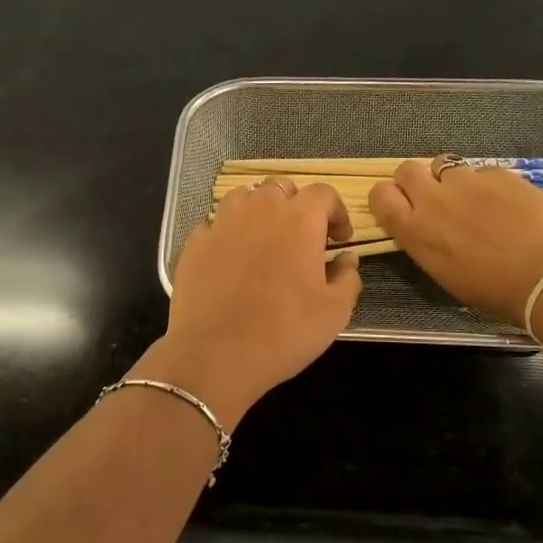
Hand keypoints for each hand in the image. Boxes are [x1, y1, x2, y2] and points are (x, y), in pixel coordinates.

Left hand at [140, 180, 362, 427]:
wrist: (215, 354)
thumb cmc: (285, 331)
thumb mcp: (334, 311)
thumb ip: (347, 277)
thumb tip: (346, 259)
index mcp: (299, 219)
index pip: (323, 194)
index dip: (336, 212)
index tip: (339, 240)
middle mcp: (259, 209)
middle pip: (282, 189)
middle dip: (297, 206)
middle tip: (302, 238)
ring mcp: (221, 222)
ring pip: (244, 198)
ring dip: (259, 211)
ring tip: (264, 240)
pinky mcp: (195, 242)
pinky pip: (215, 224)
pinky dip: (228, 232)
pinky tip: (231, 259)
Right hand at [369, 160, 542, 325]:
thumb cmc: (496, 292)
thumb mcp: (446, 275)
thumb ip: (428, 244)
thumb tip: (430, 232)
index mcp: (415, 231)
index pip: (380, 196)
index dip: (388, 198)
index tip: (401, 207)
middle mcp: (434, 200)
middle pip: (406, 169)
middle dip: (416, 180)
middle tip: (434, 198)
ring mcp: (468, 182)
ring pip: (444, 164)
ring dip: (451, 178)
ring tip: (472, 198)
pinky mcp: (500, 174)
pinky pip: (483, 171)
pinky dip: (488, 184)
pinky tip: (508, 203)